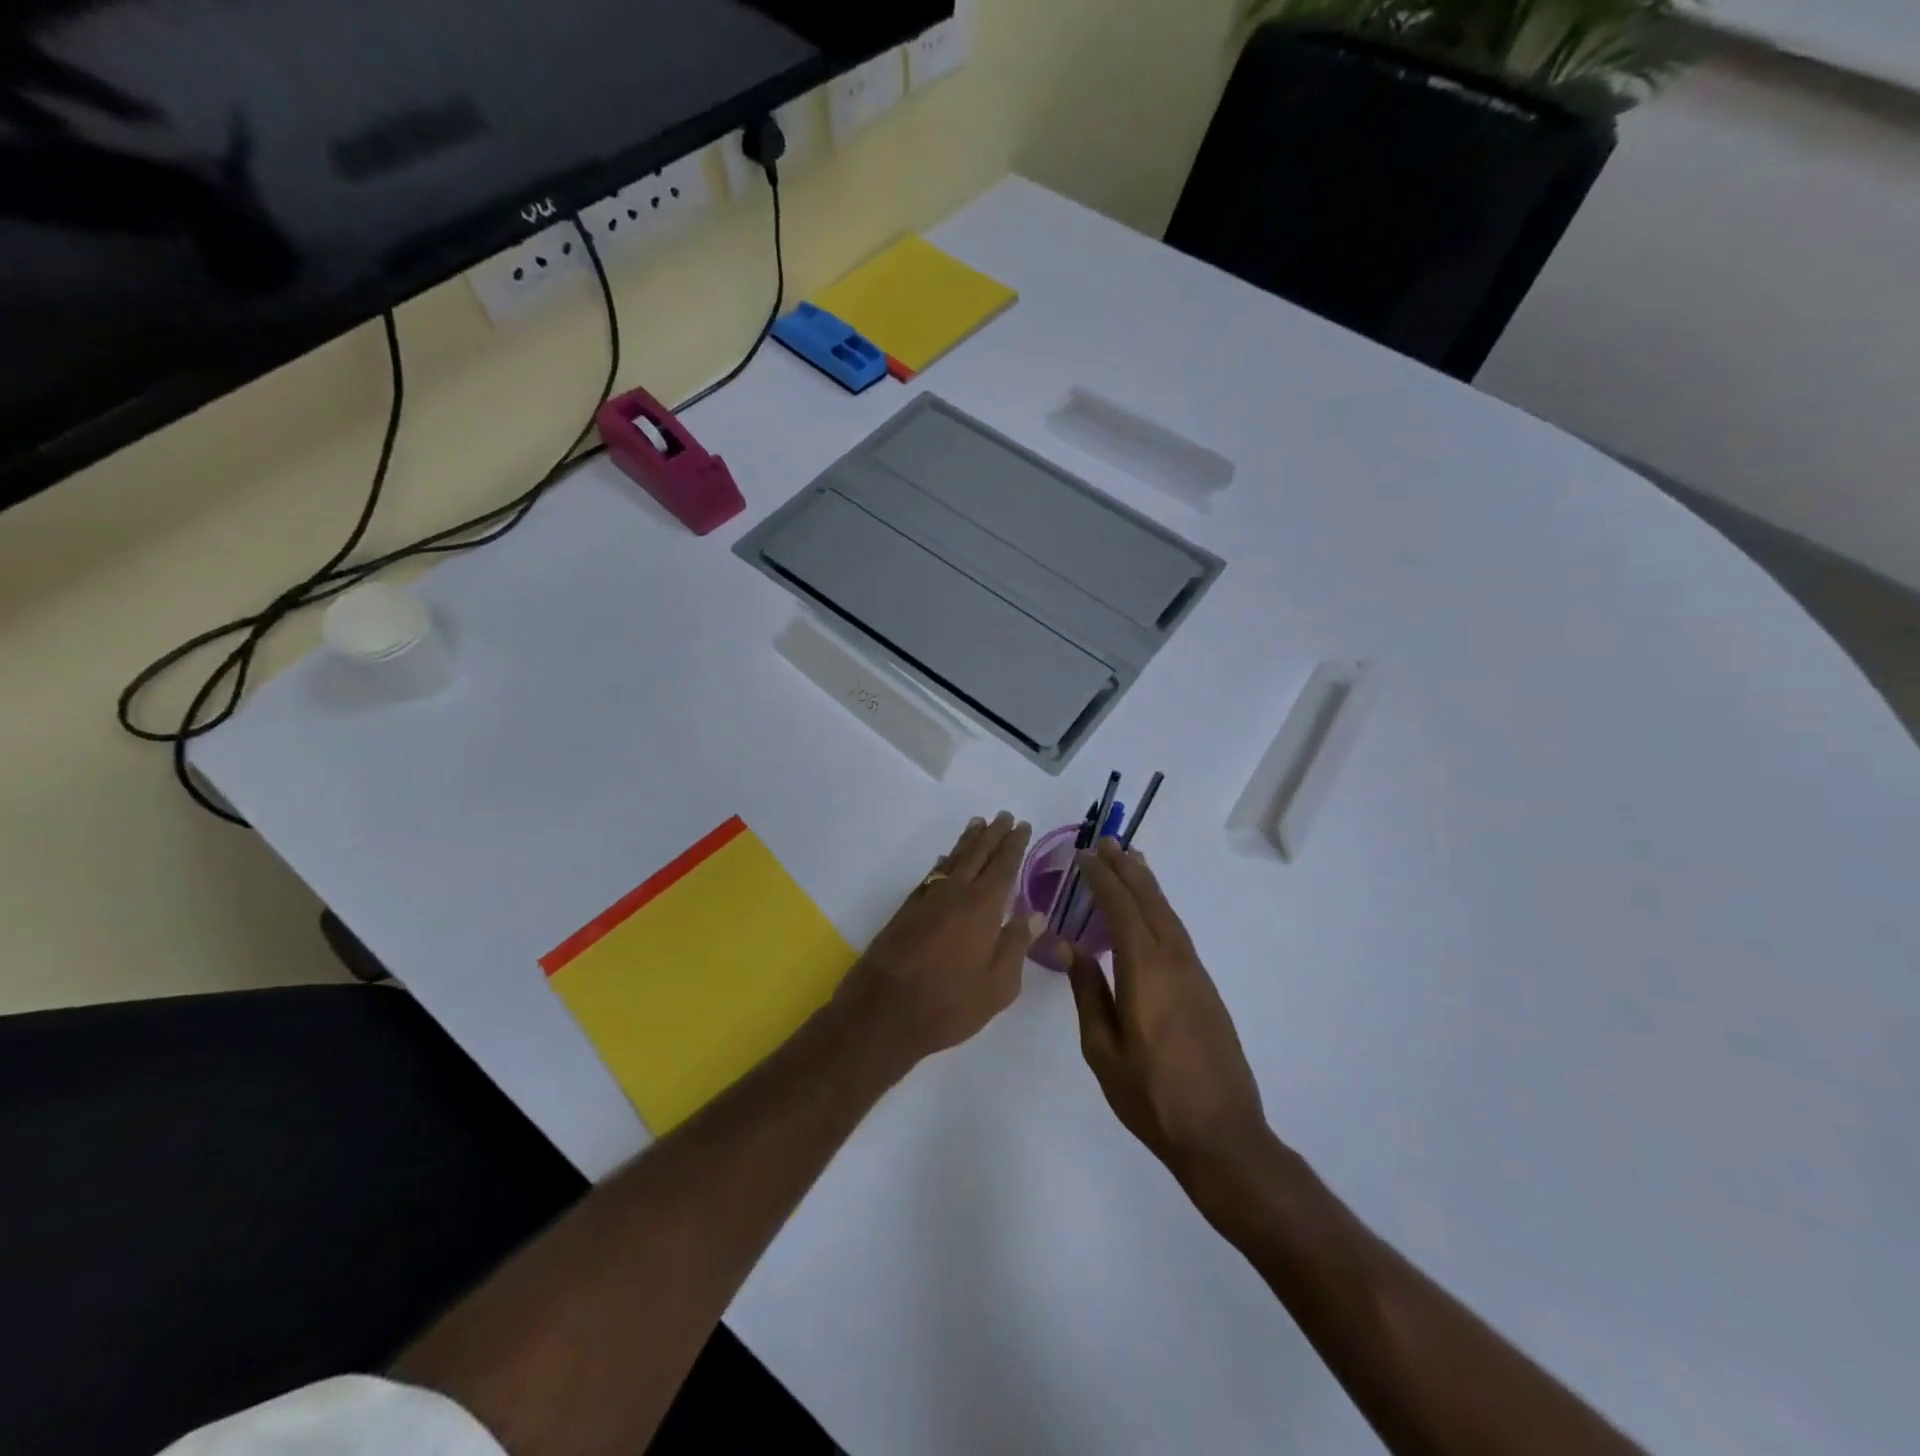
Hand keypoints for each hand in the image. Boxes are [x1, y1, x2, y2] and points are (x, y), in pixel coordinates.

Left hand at [839, 813, 1041, 1067]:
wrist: (883, 1011)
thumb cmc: (949, 1004)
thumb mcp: (998, 985)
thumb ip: (1016, 944)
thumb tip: (1035, 913)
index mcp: (982, 907)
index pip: (1003, 865)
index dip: (1014, 844)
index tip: (1022, 825)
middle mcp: (955, 893)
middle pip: (977, 854)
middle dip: (993, 834)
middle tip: (1003, 816)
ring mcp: (927, 899)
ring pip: (952, 859)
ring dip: (967, 840)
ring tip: (978, 824)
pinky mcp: (907, 910)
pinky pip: (932, 874)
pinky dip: (943, 861)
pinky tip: (945, 859)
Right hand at [1055, 838, 1271, 1191]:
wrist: (1221, 1135)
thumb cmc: (1151, 1097)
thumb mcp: (1103, 1049)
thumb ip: (1088, 991)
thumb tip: (1068, 945)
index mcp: (1145, 971)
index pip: (1121, 909)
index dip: (1102, 879)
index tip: (1084, 856)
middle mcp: (1175, 961)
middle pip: (1150, 902)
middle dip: (1127, 870)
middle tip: (1108, 843)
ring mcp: (1196, 974)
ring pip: (1169, 914)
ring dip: (1148, 885)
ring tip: (1131, 862)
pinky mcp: (1206, 988)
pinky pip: (1178, 932)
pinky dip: (1161, 909)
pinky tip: (1152, 911)